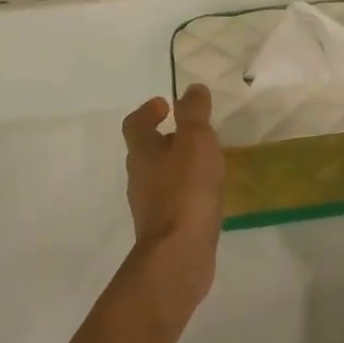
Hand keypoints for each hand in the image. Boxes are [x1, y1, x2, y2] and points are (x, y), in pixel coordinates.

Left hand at [121, 85, 225, 321]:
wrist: (179, 254)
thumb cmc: (186, 191)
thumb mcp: (196, 142)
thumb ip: (194, 113)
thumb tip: (191, 89)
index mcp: (142, 152)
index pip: (136, 124)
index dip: (148, 111)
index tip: (165, 104)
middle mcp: (139, 177)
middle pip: (146, 150)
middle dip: (166, 137)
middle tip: (191, 131)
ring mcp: (150, 205)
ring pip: (160, 176)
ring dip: (177, 164)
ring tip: (205, 161)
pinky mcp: (164, 227)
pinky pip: (174, 199)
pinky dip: (186, 190)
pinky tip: (207, 194)